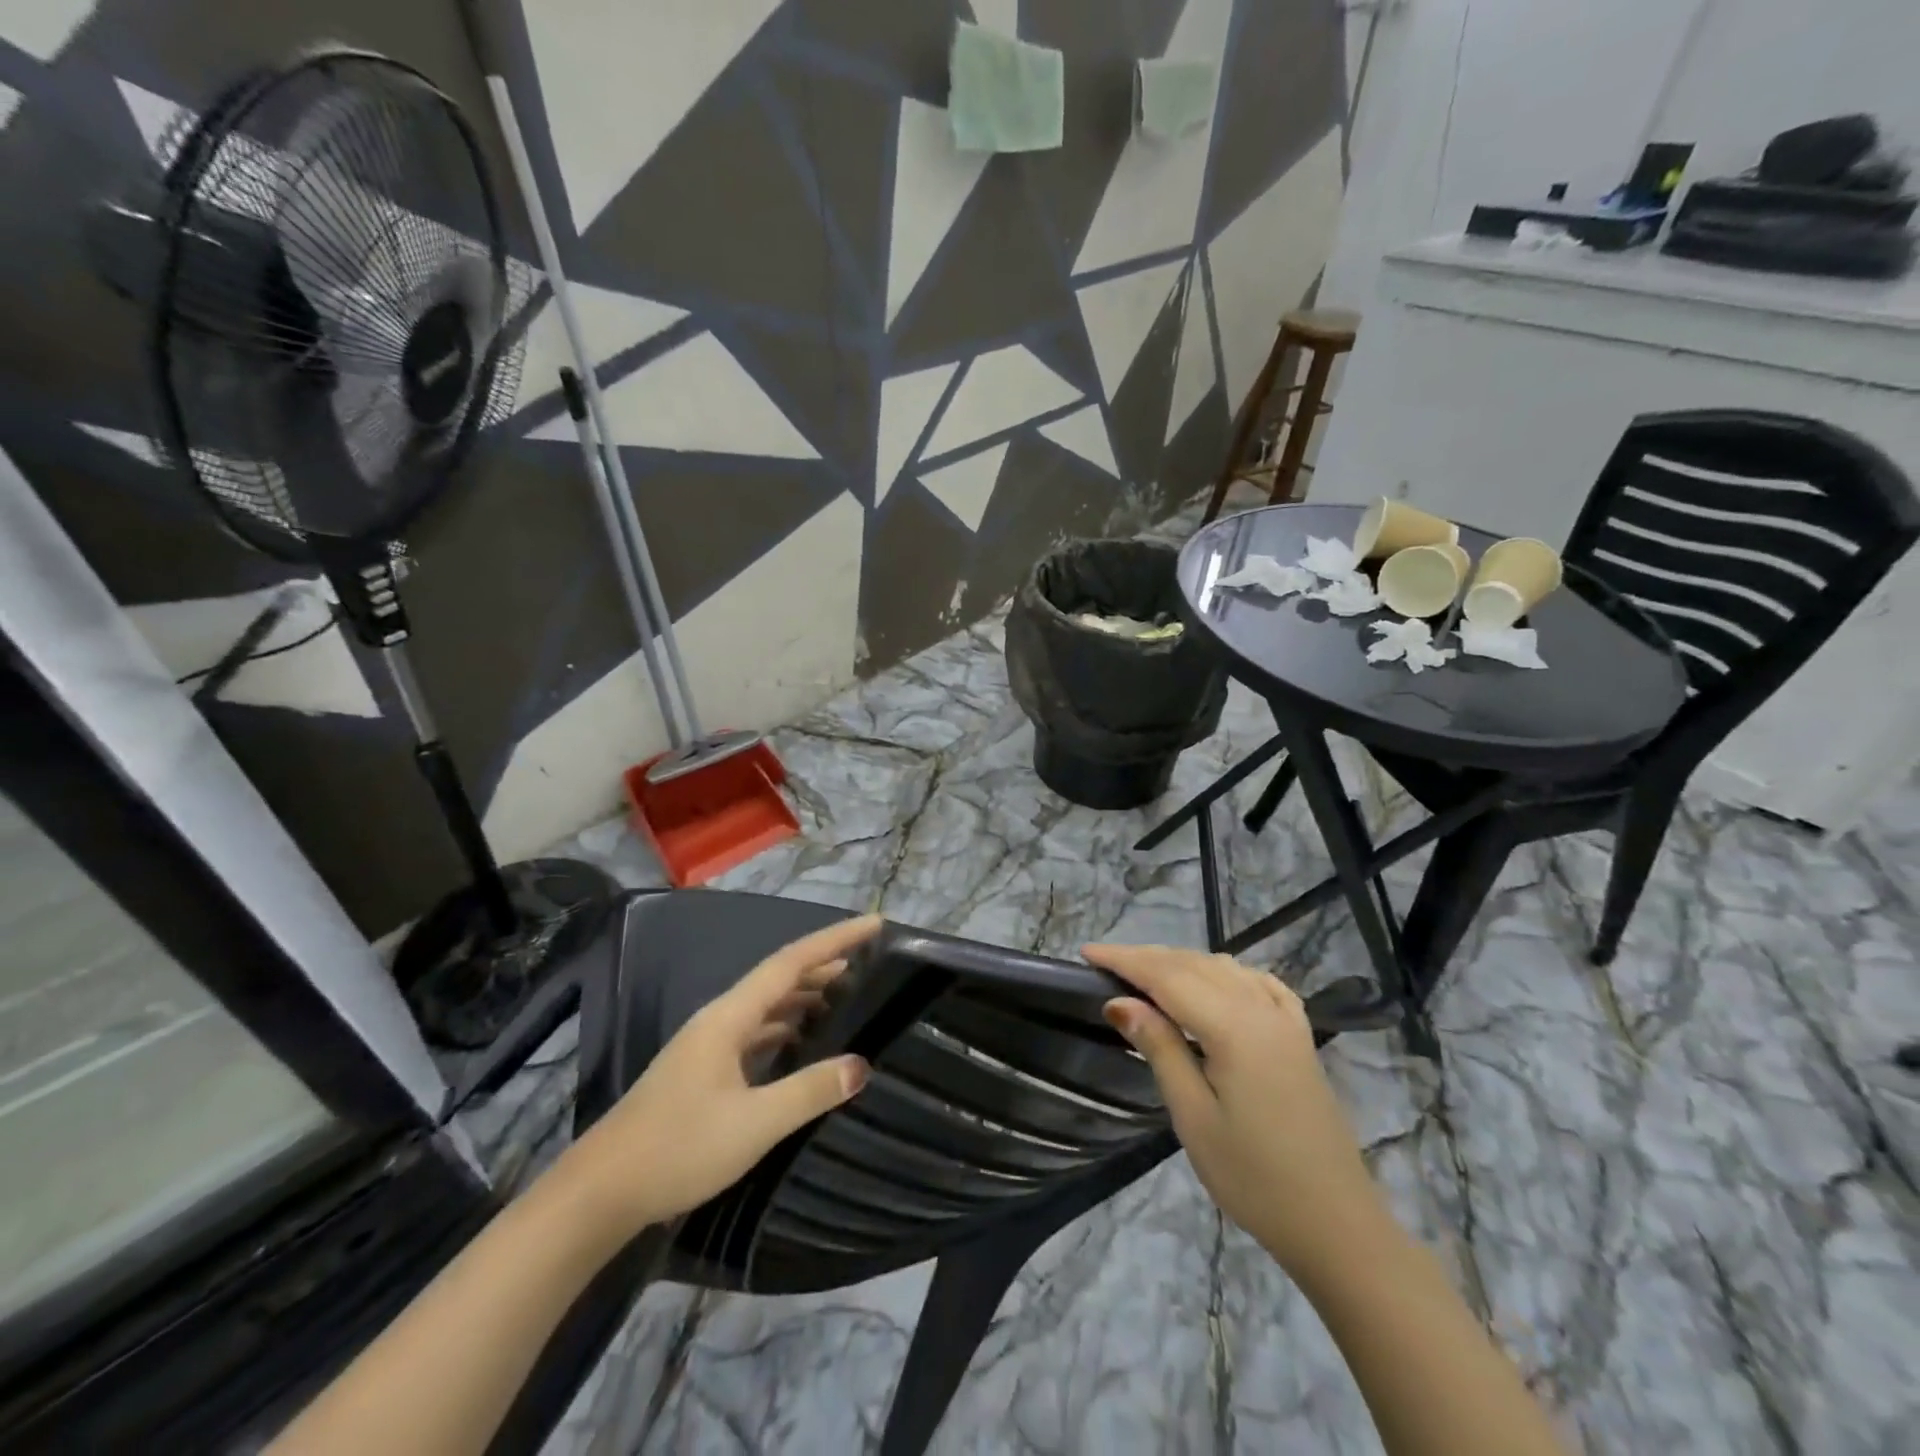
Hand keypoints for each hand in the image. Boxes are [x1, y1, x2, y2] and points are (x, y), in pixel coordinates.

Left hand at [559, 914, 878, 1235]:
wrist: (600, 1192)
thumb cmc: (678, 1148)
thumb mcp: (754, 1123)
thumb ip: (810, 1091)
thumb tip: (861, 1065)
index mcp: (729, 1016)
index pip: (791, 962)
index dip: (834, 940)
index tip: (873, 924)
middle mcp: (719, 1019)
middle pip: (779, 977)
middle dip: (824, 963)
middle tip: (869, 958)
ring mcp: (708, 1044)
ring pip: (767, 1004)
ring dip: (805, 993)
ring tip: (845, 992)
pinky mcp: (703, 1070)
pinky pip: (756, 1030)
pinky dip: (786, 1024)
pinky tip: (802, 1039)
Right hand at [1085, 944, 1384, 1273]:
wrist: (1336, 1225)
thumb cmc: (1253, 1178)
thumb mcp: (1193, 1116)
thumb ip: (1159, 1048)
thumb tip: (1119, 1001)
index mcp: (1232, 1027)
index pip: (1166, 976)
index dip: (1124, 960)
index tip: (1087, 952)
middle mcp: (1261, 1008)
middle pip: (1194, 964)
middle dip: (1147, 957)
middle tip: (1105, 962)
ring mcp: (1286, 1020)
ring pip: (1225, 968)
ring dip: (1182, 962)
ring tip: (1146, 974)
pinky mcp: (1300, 1037)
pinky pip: (1259, 983)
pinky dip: (1228, 972)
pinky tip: (1216, 981)